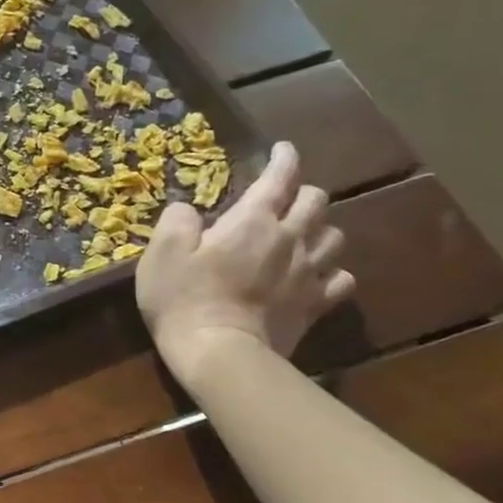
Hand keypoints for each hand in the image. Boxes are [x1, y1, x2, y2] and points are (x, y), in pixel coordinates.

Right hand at [136, 141, 354, 385]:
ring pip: (335, 236)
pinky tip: (318, 273)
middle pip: (316, 202)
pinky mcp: (315, 305)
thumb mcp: (161, 253)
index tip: (282, 149)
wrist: (219, 353)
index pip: (279, 178)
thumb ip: (176, 221)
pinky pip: (341, 279)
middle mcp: (289, 239)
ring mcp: (308, 274)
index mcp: (252, 221)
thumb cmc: (183, 298)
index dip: (283, 159)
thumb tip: (188, 210)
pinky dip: (333, 270)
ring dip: (320, 228)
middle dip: (302, 192)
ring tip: (303, 232)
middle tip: (284, 195)